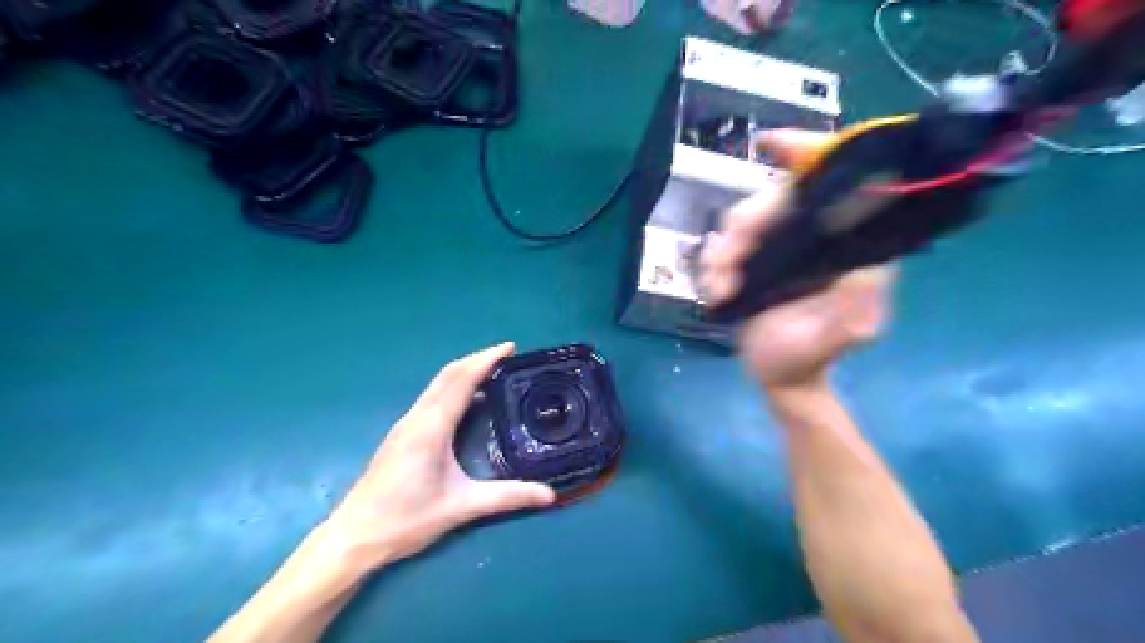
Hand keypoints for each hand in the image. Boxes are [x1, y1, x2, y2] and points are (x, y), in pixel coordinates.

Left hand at [319, 344, 557, 569]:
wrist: (354, 536)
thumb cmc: (406, 519)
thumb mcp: (461, 507)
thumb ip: (507, 498)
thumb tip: (549, 495)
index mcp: (431, 427)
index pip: (461, 380)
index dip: (486, 359)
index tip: (510, 347)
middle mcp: (417, 418)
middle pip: (448, 375)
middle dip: (477, 359)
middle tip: (508, 356)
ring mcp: (406, 424)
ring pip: (438, 385)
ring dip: (465, 371)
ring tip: (493, 372)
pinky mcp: (402, 434)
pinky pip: (432, 398)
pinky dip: (454, 387)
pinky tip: (469, 402)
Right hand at [697, 128, 892, 391]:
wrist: (780, 378)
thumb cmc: (813, 355)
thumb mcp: (845, 329)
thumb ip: (859, 293)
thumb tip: (855, 243)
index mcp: (847, 244)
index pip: (834, 183)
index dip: (807, 153)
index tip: (771, 145)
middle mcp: (814, 235)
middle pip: (774, 199)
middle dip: (745, 226)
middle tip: (727, 264)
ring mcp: (780, 246)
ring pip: (743, 220)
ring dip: (723, 252)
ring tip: (719, 288)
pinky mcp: (752, 260)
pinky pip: (723, 245)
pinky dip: (712, 266)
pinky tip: (715, 292)